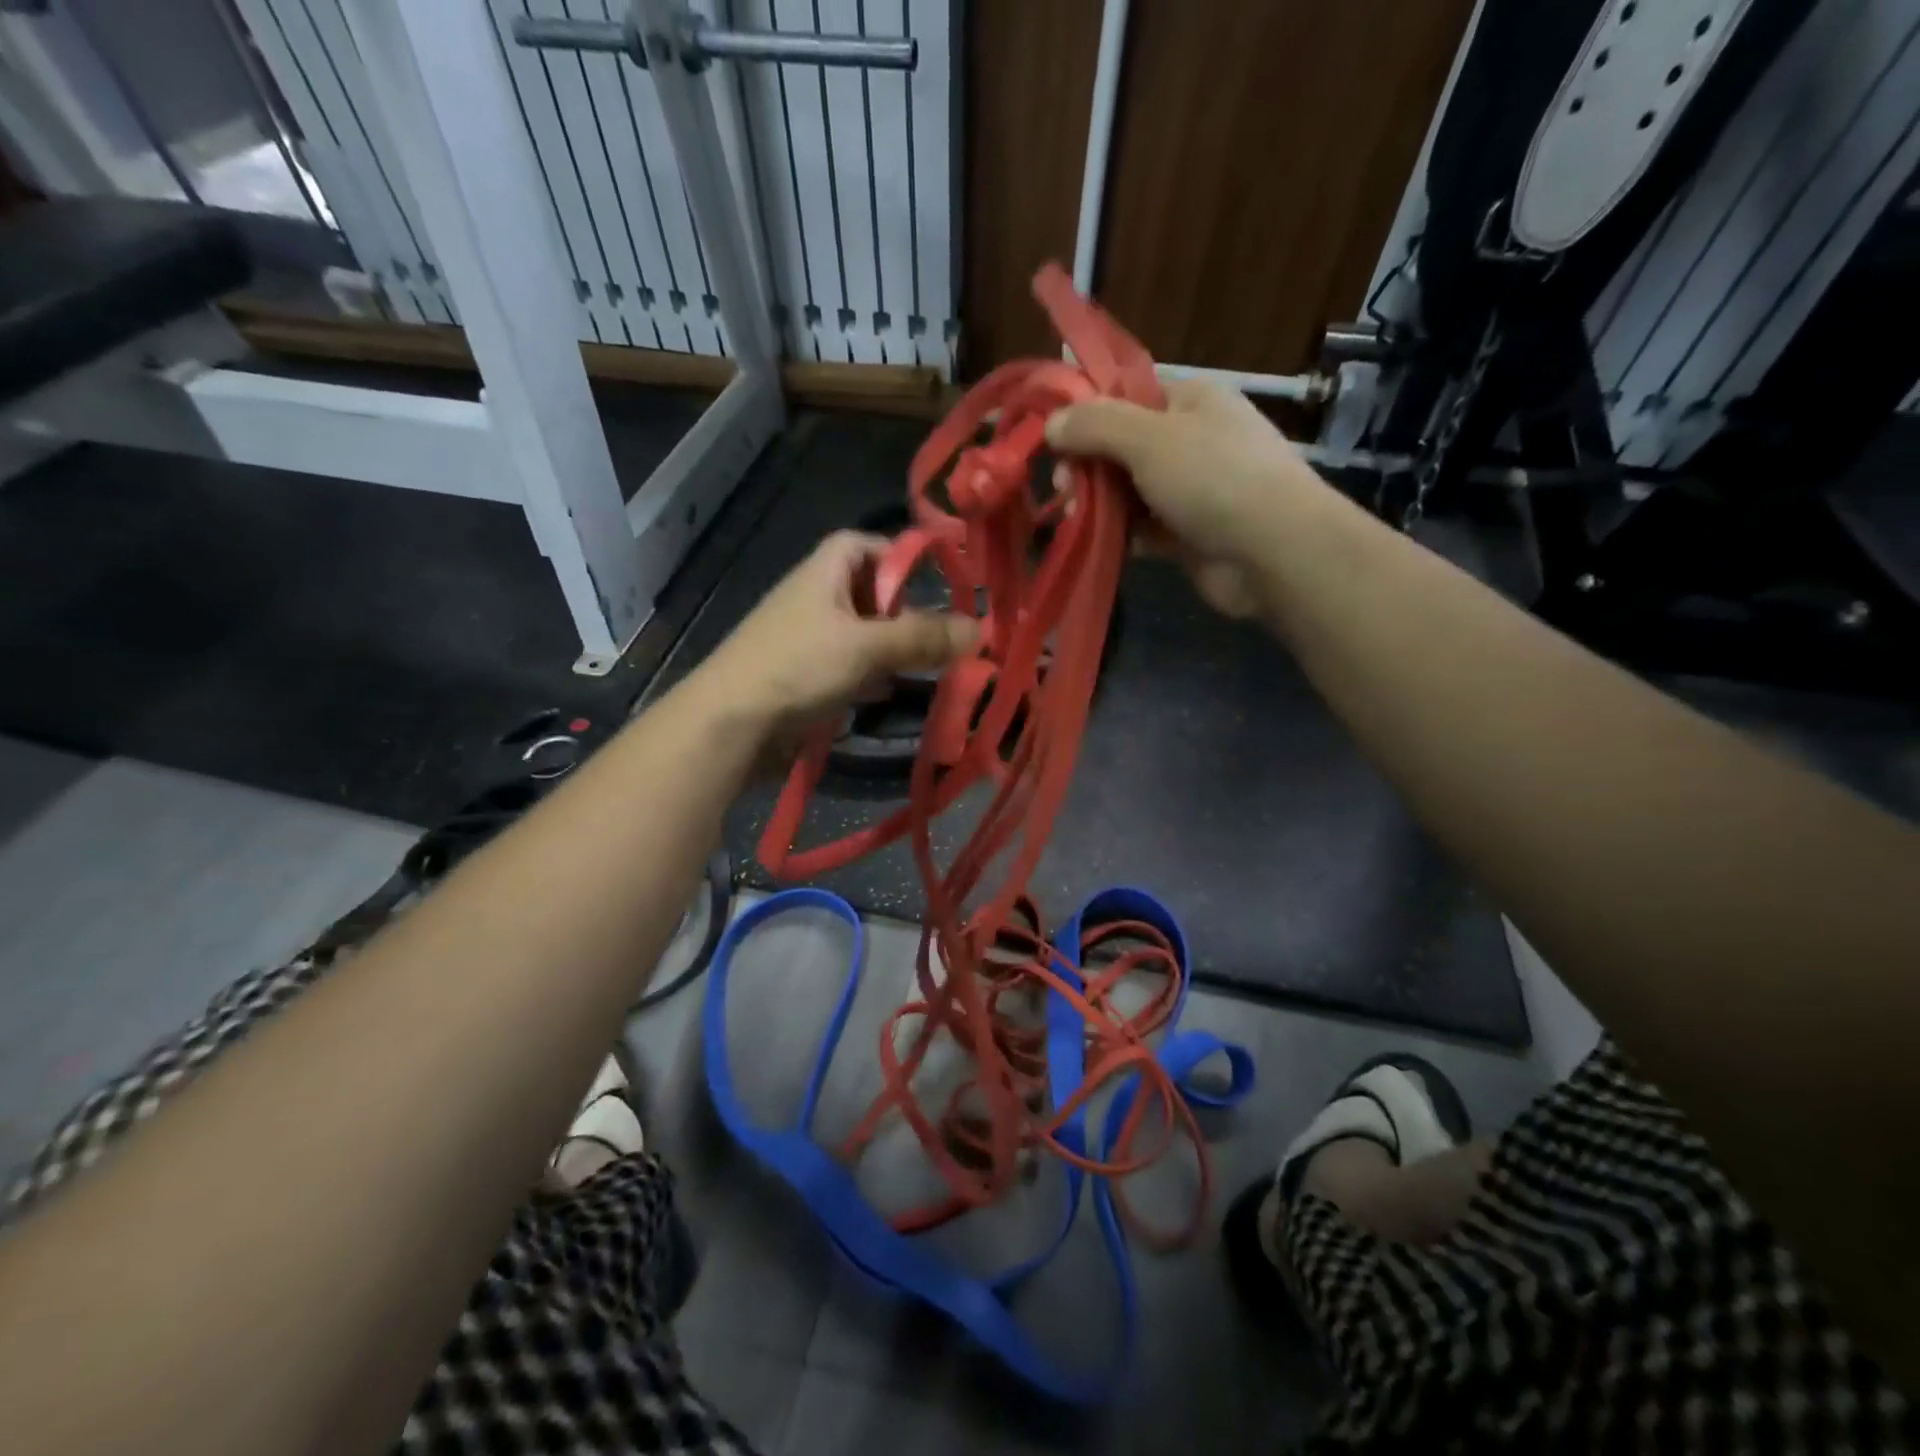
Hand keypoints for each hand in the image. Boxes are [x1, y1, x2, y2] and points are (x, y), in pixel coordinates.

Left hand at [698, 530, 976, 735]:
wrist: (731, 725)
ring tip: (925, 667)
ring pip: (860, 634)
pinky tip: (887, 694)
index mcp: (823, 573)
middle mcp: (814, 599)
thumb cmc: (797, 667)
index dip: (897, 556)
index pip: (862, 544)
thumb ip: (922, 638)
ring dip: (890, 649)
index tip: (933, 581)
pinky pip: (846, 668)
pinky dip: (869, 677)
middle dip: (903, 612)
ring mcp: (807, 640)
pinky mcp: (804, 677)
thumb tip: (979, 629)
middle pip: (867, 592)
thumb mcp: (866, 647)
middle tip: (937, 636)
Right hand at [1046, 379, 1319, 617]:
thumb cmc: (1214, 478)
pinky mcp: (1187, 535)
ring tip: (1071, 517)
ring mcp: (1191, 490)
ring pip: (1128, 490)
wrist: (1273, 551)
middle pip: (1122, 445)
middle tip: (1062, 487)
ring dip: (1097, 503)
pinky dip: (1118, 534)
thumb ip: (1096, 425)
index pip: (1128, 394)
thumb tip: (1052, 422)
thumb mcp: (1149, 438)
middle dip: (1087, 465)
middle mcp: (1191, 440)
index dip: (1087, 411)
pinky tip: (1094, 542)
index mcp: (1191, 400)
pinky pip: (1142, 528)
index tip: (1053, 438)